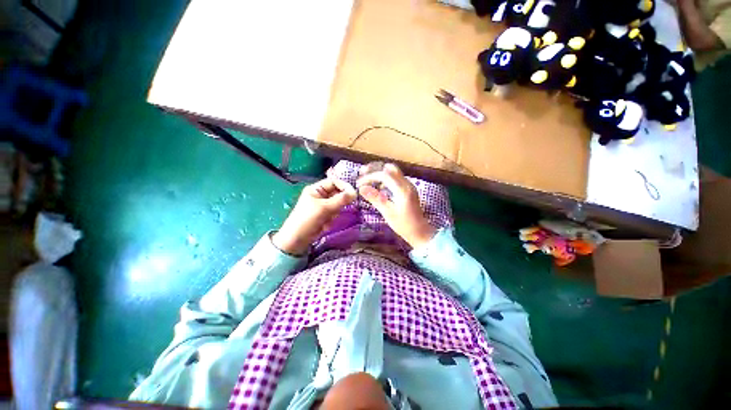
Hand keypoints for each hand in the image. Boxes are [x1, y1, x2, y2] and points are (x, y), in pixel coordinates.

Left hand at [273, 178, 356, 254]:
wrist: (297, 239)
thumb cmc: (307, 219)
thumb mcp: (324, 208)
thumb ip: (340, 200)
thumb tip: (355, 193)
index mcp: (316, 189)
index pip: (334, 182)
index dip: (344, 186)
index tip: (353, 194)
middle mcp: (320, 195)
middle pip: (337, 193)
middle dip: (339, 202)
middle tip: (340, 208)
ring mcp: (323, 205)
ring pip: (338, 204)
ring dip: (335, 212)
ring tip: (328, 218)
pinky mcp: (325, 215)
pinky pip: (335, 212)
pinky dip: (332, 218)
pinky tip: (325, 224)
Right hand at [356, 163, 435, 247]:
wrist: (420, 232)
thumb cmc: (404, 225)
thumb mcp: (388, 213)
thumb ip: (375, 198)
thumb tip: (361, 188)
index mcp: (402, 190)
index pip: (384, 175)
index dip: (369, 177)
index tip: (359, 184)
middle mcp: (407, 184)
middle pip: (389, 168)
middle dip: (375, 169)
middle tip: (362, 173)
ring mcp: (409, 186)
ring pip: (393, 172)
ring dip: (379, 173)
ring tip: (368, 179)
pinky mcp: (408, 189)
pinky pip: (395, 178)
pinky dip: (385, 179)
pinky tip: (379, 187)